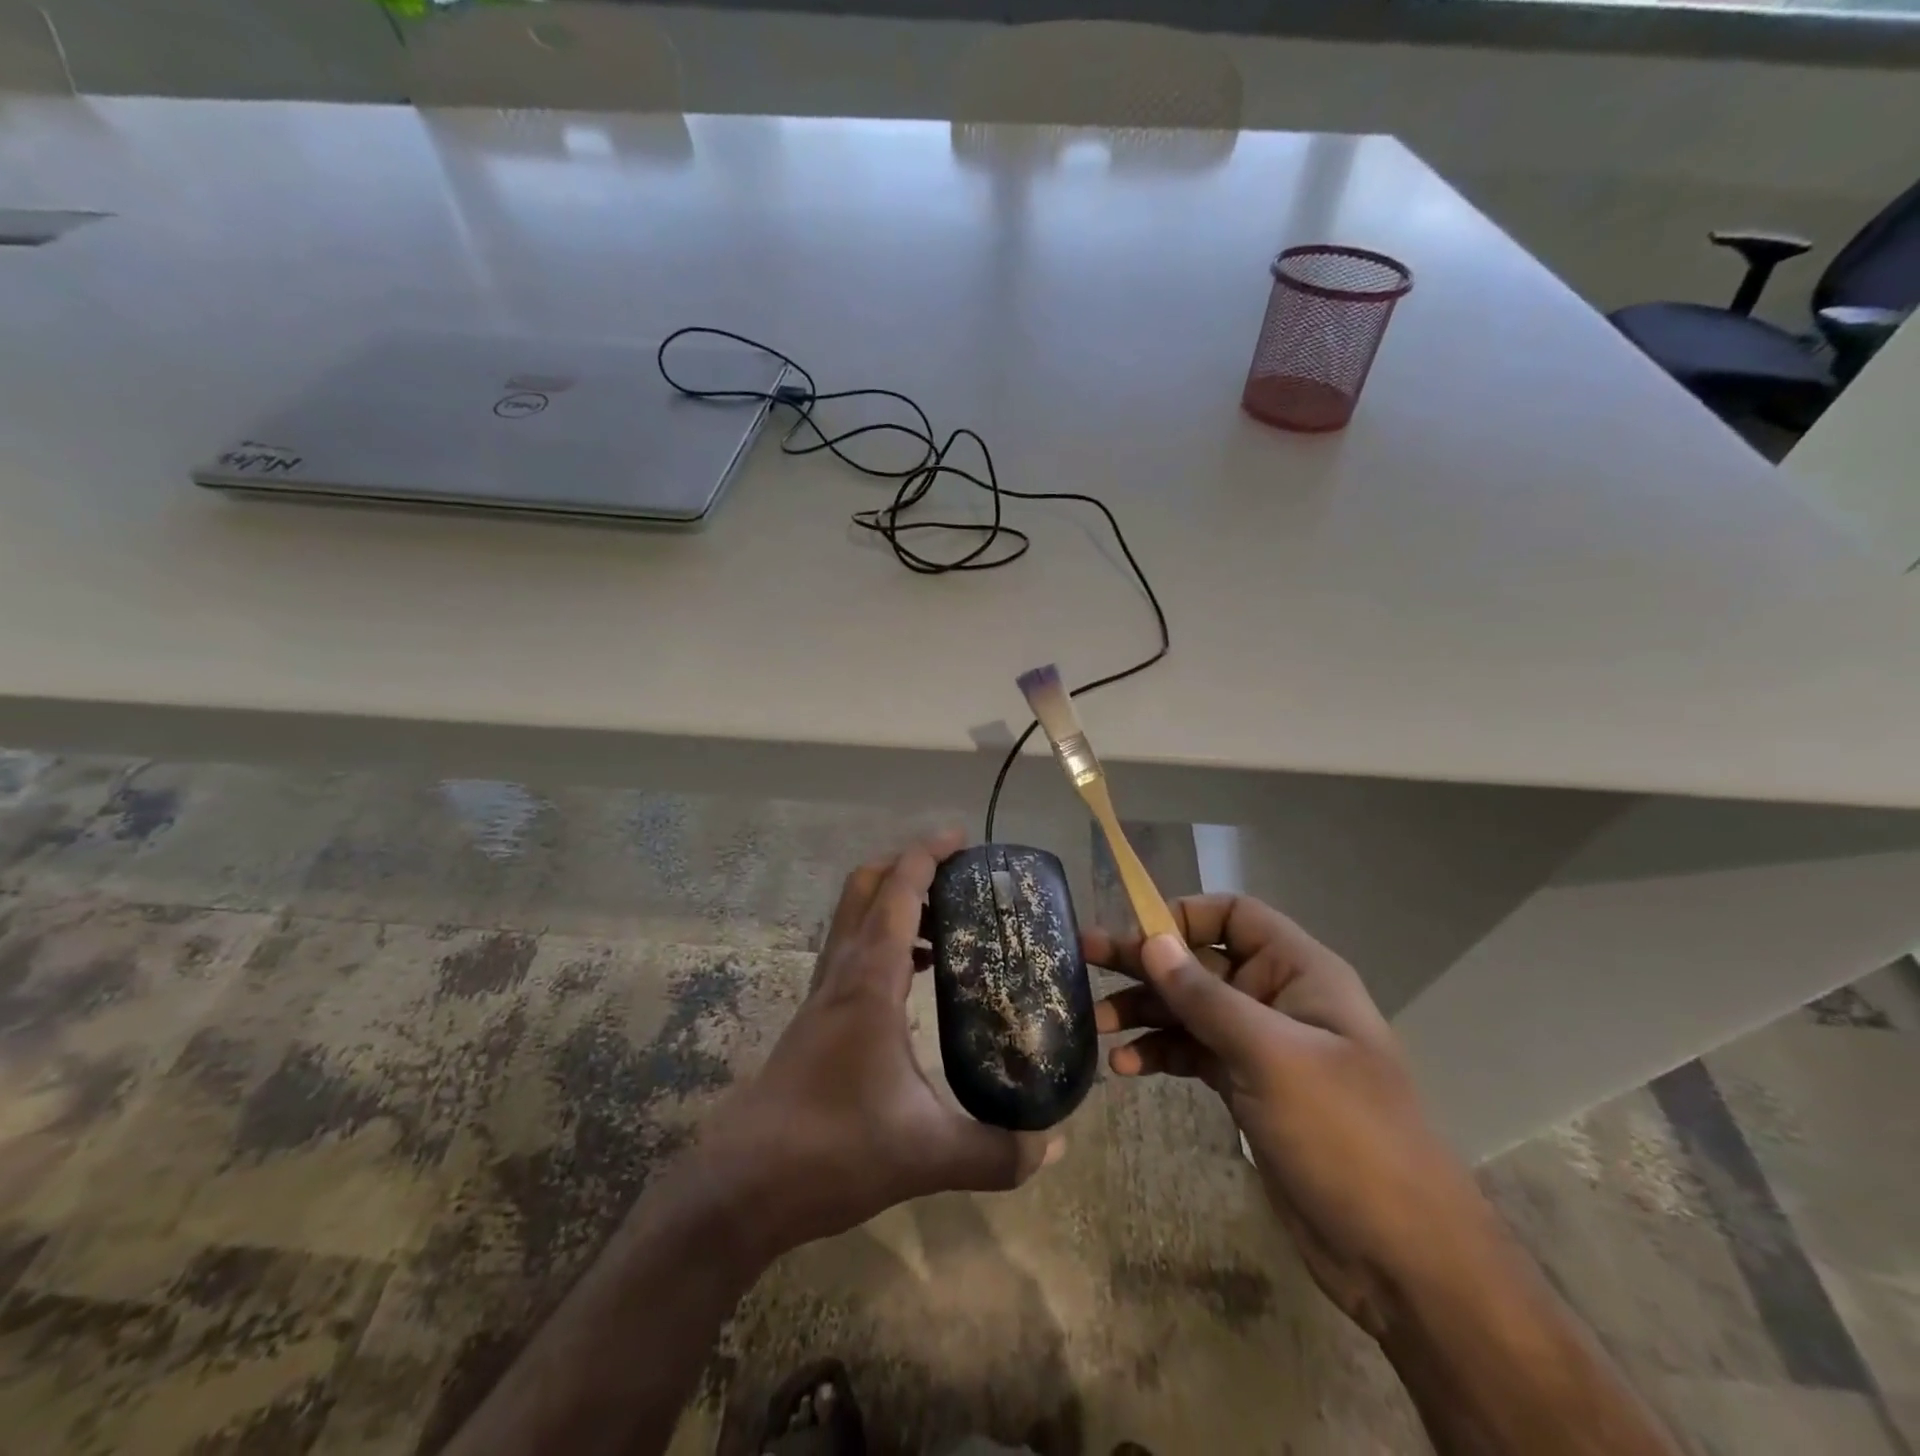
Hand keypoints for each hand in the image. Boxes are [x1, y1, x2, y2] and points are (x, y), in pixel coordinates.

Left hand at [698, 832, 1059, 1260]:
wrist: (744, 1185)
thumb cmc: (833, 1152)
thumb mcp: (927, 1155)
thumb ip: (997, 1152)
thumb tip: (1053, 1143)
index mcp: (870, 981)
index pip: (897, 892)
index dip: (928, 854)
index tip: (963, 838)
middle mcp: (843, 973)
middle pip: (865, 887)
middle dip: (909, 866)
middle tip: (959, 877)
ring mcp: (824, 994)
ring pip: (855, 917)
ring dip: (895, 902)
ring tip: (949, 926)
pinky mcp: (817, 1018)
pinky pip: (853, 952)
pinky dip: (885, 940)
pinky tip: (915, 980)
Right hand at [1087, 897, 1496, 1337]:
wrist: (1400, 1257)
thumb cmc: (1345, 1136)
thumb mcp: (1270, 1057)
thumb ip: (1206, 996)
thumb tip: (1152, 940)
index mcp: (1300, 972)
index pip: (1234, 915)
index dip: (1182, 915)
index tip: (1134, 936)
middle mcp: (1278, 999)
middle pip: (1201, 961)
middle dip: (1146, 963)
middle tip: (1084, 960)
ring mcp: (1262, 1046)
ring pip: (1190, 1009)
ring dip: (1145, 1012)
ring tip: (1098, 1025)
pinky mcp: (1247, 1088)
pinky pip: (1193, 1053)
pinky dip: (1160, 1053)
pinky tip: (1126, 1068)